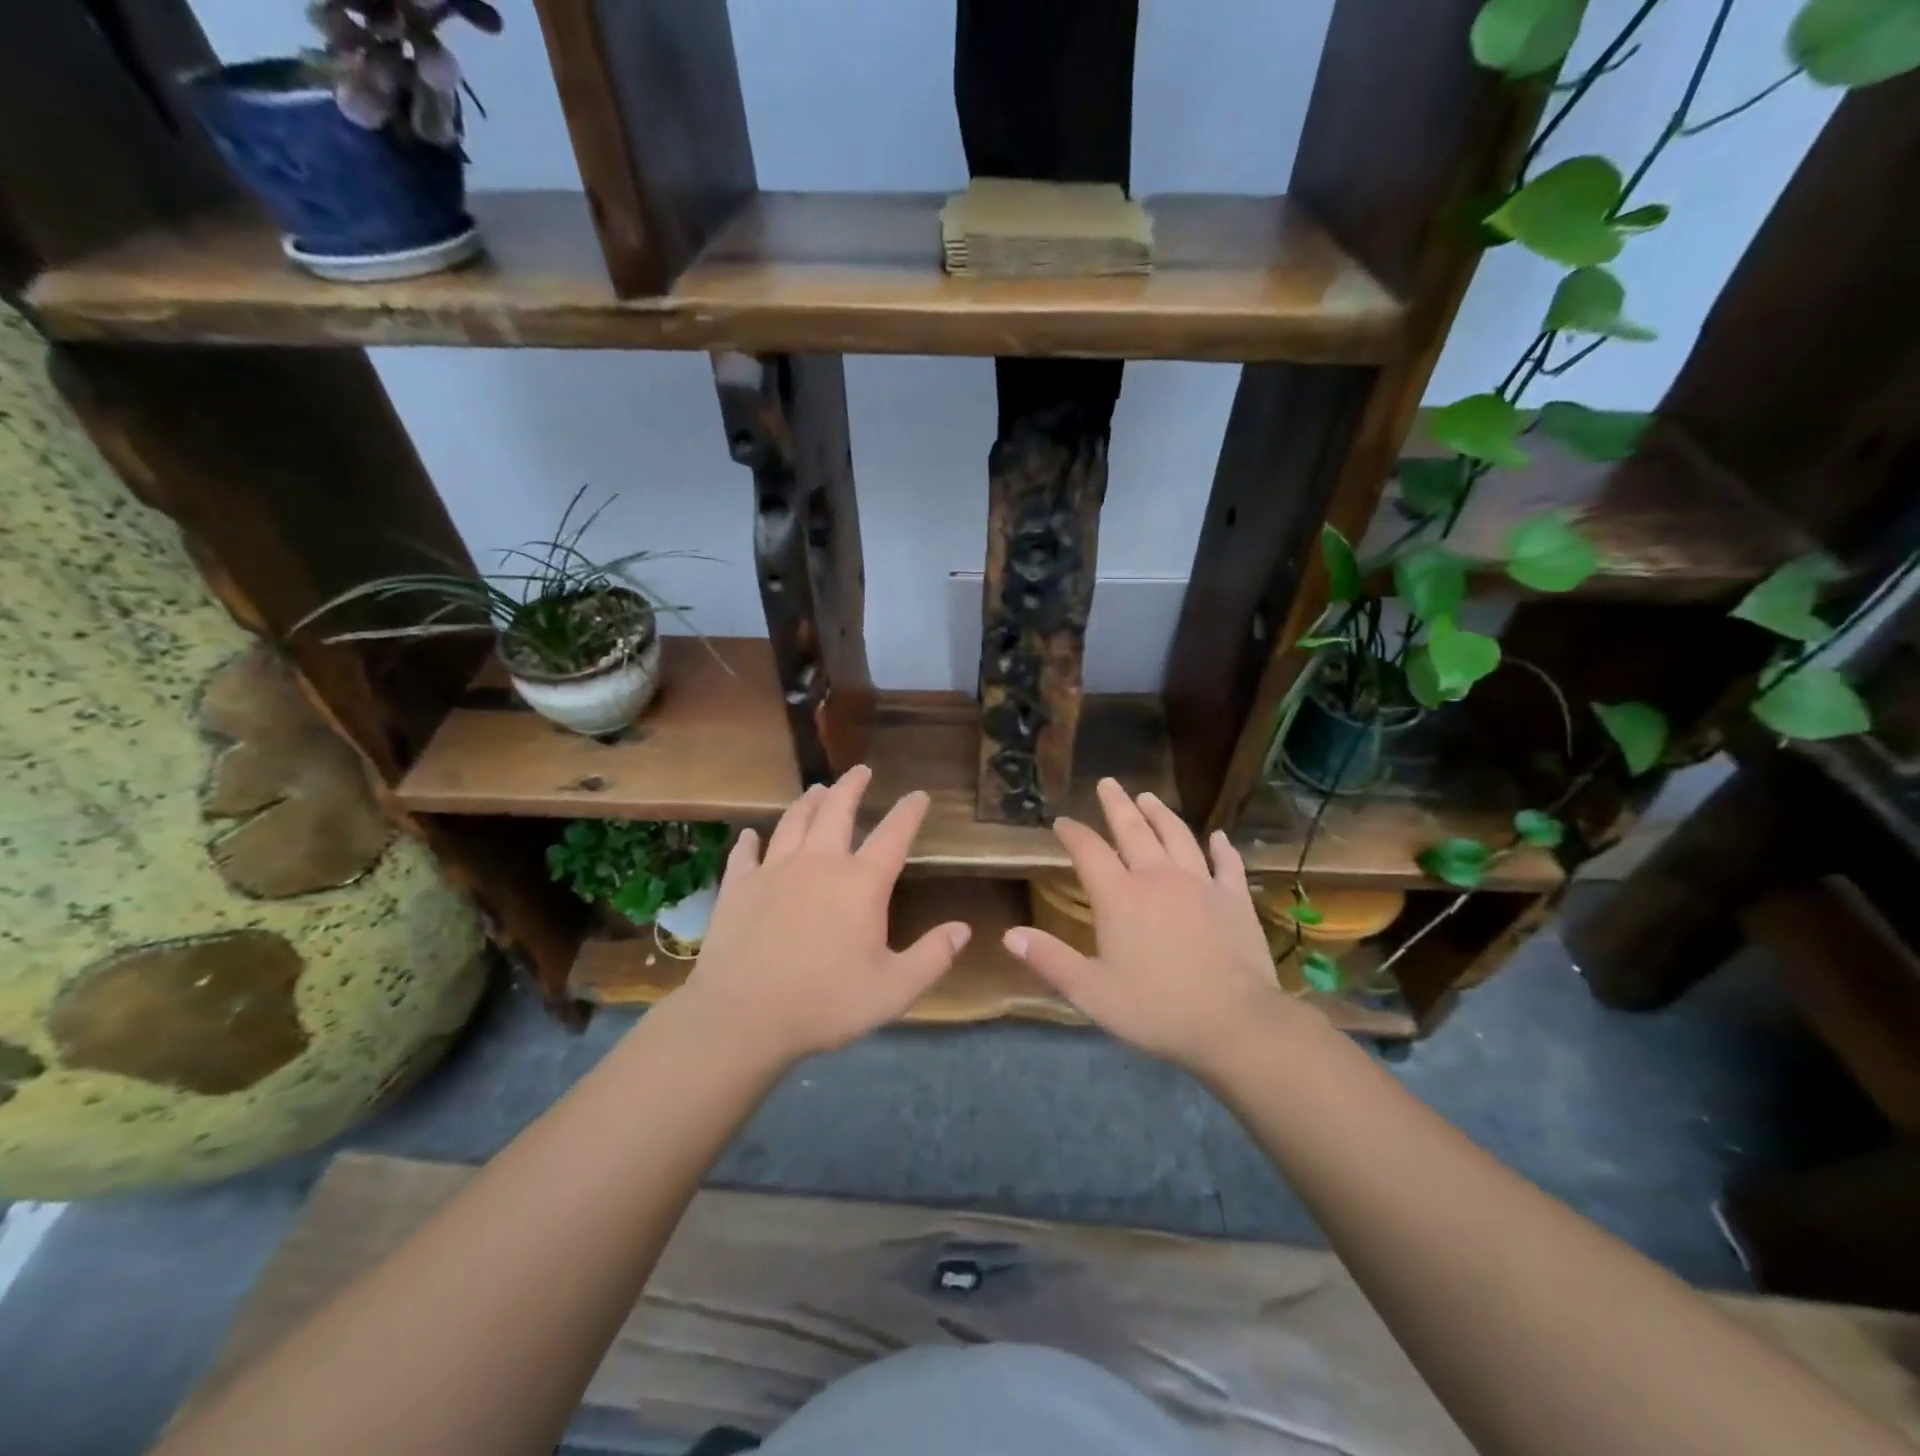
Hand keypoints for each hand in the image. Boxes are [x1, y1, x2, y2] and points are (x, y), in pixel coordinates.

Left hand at [680, 765, 968, 1063]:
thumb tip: (964, 929)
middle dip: (852, 786)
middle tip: (861, 770)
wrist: (742, 1016)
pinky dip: (750, 841)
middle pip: (837, 811)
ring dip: (808, 802)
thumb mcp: (894, 989)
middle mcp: (819, 863)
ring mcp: (774, 871)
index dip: (909, 812)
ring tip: (817, 789)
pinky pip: (745, 854)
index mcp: (861, 883)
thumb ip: (933, 957)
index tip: (918, 795)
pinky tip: (751, 835)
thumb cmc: (826, 1002)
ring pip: (793, 822)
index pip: (893, 835)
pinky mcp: (738, 887)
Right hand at [1003, 779, 1311, 1071]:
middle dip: (1117, 805)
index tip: (1062, 821)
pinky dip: (1221, 847)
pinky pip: (1227, 863)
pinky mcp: (1234, 899)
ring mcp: (1200, 884)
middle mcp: (1157, 878)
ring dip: (1161, 814)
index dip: (1073, 833)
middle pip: (1133, 830)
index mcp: (1119, 896)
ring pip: (1177, 836)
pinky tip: (1218, 836)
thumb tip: (1009, 934)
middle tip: (1108, 782)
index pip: (1089, 851)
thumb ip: (1049, 960)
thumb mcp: (1090, 991)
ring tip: (1149, 797)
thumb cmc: (1155, 1008)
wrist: (1234, 1022)